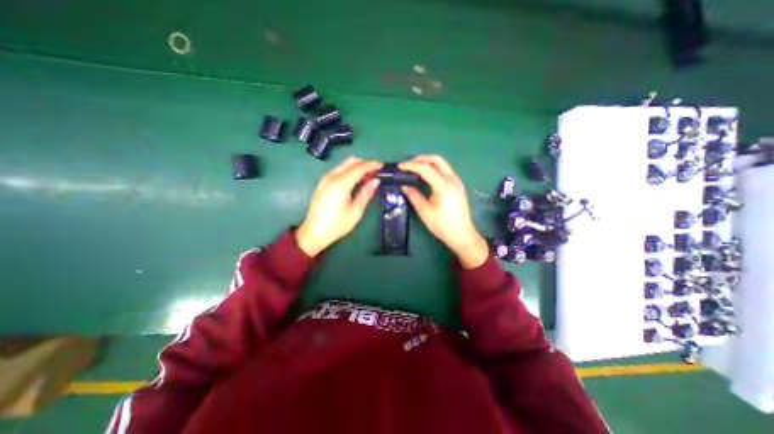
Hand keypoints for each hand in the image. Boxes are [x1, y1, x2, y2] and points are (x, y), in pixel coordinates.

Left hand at [296, 156, 381, 255]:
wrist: (313, 233)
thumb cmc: (337, 225)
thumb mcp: (355, 212)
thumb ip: (366, 194)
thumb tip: (376, 181)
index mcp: (341, 184)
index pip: (359, 168)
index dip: (371, 165)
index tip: (382, 165)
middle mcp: (332, 177)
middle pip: (350, 162)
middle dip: (365, 163)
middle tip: (376, 171)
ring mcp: (325, 179)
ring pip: (344, 164)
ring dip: (357, 166)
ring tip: (368, 176)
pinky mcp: (322, 183)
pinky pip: (338, 170)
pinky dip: (349, 170)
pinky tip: (355, 180)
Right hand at [403, 153, 485, 267]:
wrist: (461, 234)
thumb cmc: (442, 225)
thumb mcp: (424, 211)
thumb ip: (414, 195)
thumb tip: (404, 185)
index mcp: (443, 185)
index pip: (425, 168)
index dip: (411, 166)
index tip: (399, 167)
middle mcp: (452, 179)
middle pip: (436, 160)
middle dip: (421, 159)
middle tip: (408, 165)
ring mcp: (456, 181)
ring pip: (442, 164)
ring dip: (428, 163)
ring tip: (414, 170)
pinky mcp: (457, 185)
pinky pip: (445, 171)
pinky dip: (434, 169)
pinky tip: (426, 177)